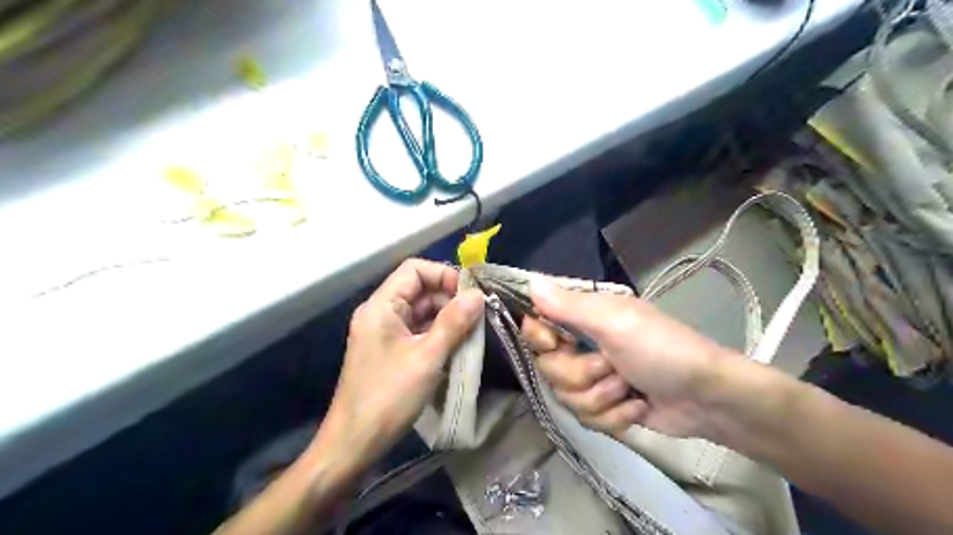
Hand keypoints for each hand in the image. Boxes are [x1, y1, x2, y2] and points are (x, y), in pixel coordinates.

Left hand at [319, 262, 485, 470]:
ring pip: (421, 312)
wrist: (354, 444)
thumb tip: (478, 295)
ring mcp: (385, 333)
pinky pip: (418, 331)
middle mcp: (381, 313)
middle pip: (419, 290)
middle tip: (479, 315)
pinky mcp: (390, 351)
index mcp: (381, 306)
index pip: (414, 270)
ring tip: (474, 331)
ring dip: (447, 318)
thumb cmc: (388, 397)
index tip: (470, 295)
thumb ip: (453, 323)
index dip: (444, 275)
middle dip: (450, 298)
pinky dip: (439, 334)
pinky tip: (459, 346)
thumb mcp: (426, 358)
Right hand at [521, 277, 735, 438]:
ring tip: (629, 389)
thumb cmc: (662, 350)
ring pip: (566, 396)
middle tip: (612, 366)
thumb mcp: (615, 323)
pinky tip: (637, 407)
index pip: (536, 323)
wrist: (707, 399)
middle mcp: (583, 344)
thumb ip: (569, 306)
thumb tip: (530, 281)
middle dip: (581, 374)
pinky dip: (614, 416)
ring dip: (602, 397)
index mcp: (584, 316)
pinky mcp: (604, 405)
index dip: (539, 338)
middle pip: (547, 366)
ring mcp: (593, 377)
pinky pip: (585, 417)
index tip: (554, 343)